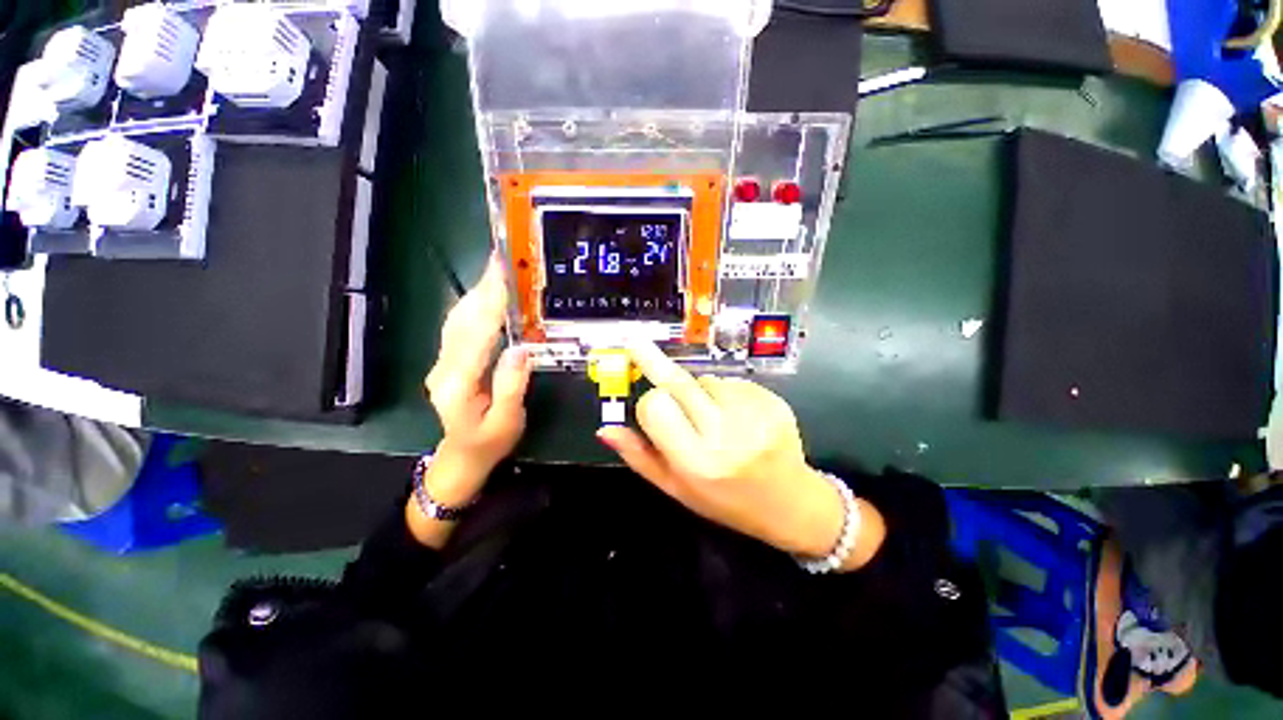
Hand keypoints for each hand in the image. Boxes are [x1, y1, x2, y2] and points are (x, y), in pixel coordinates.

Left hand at [421, 254, 532, 506]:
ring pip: (458, 319)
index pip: (479, 334)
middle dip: (484, 287)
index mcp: (458, 384)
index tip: (505, 275)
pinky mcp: (448, 361)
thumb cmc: (489, 443)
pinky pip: (460, 327)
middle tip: (503, 260)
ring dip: (478, 292)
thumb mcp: (507, 421)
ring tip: (498, 270)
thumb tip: (520, 348)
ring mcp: (442, 363)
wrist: (462, 457)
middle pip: (463, 320)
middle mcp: (444, 368)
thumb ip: (511, 385)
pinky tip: (486, 295)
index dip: (493, 302)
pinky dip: (474, 306)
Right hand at [598, 341, 884, 569]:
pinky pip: (731, 380)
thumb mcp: (676, 488)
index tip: (651, 411)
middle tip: (635, 341)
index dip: (649, 405)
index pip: (655, 406)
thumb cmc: (725, 500)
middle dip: (656, 364)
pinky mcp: (772, 400)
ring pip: (705, 379)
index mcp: (697, 461)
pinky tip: (736, 415)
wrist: (789, 503)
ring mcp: (753, 413)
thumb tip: (605, 428)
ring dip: (699, 391)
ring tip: (713, 417)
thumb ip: (639, 456)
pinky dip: (725, 391)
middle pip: (678, 381)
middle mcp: (725, 434)